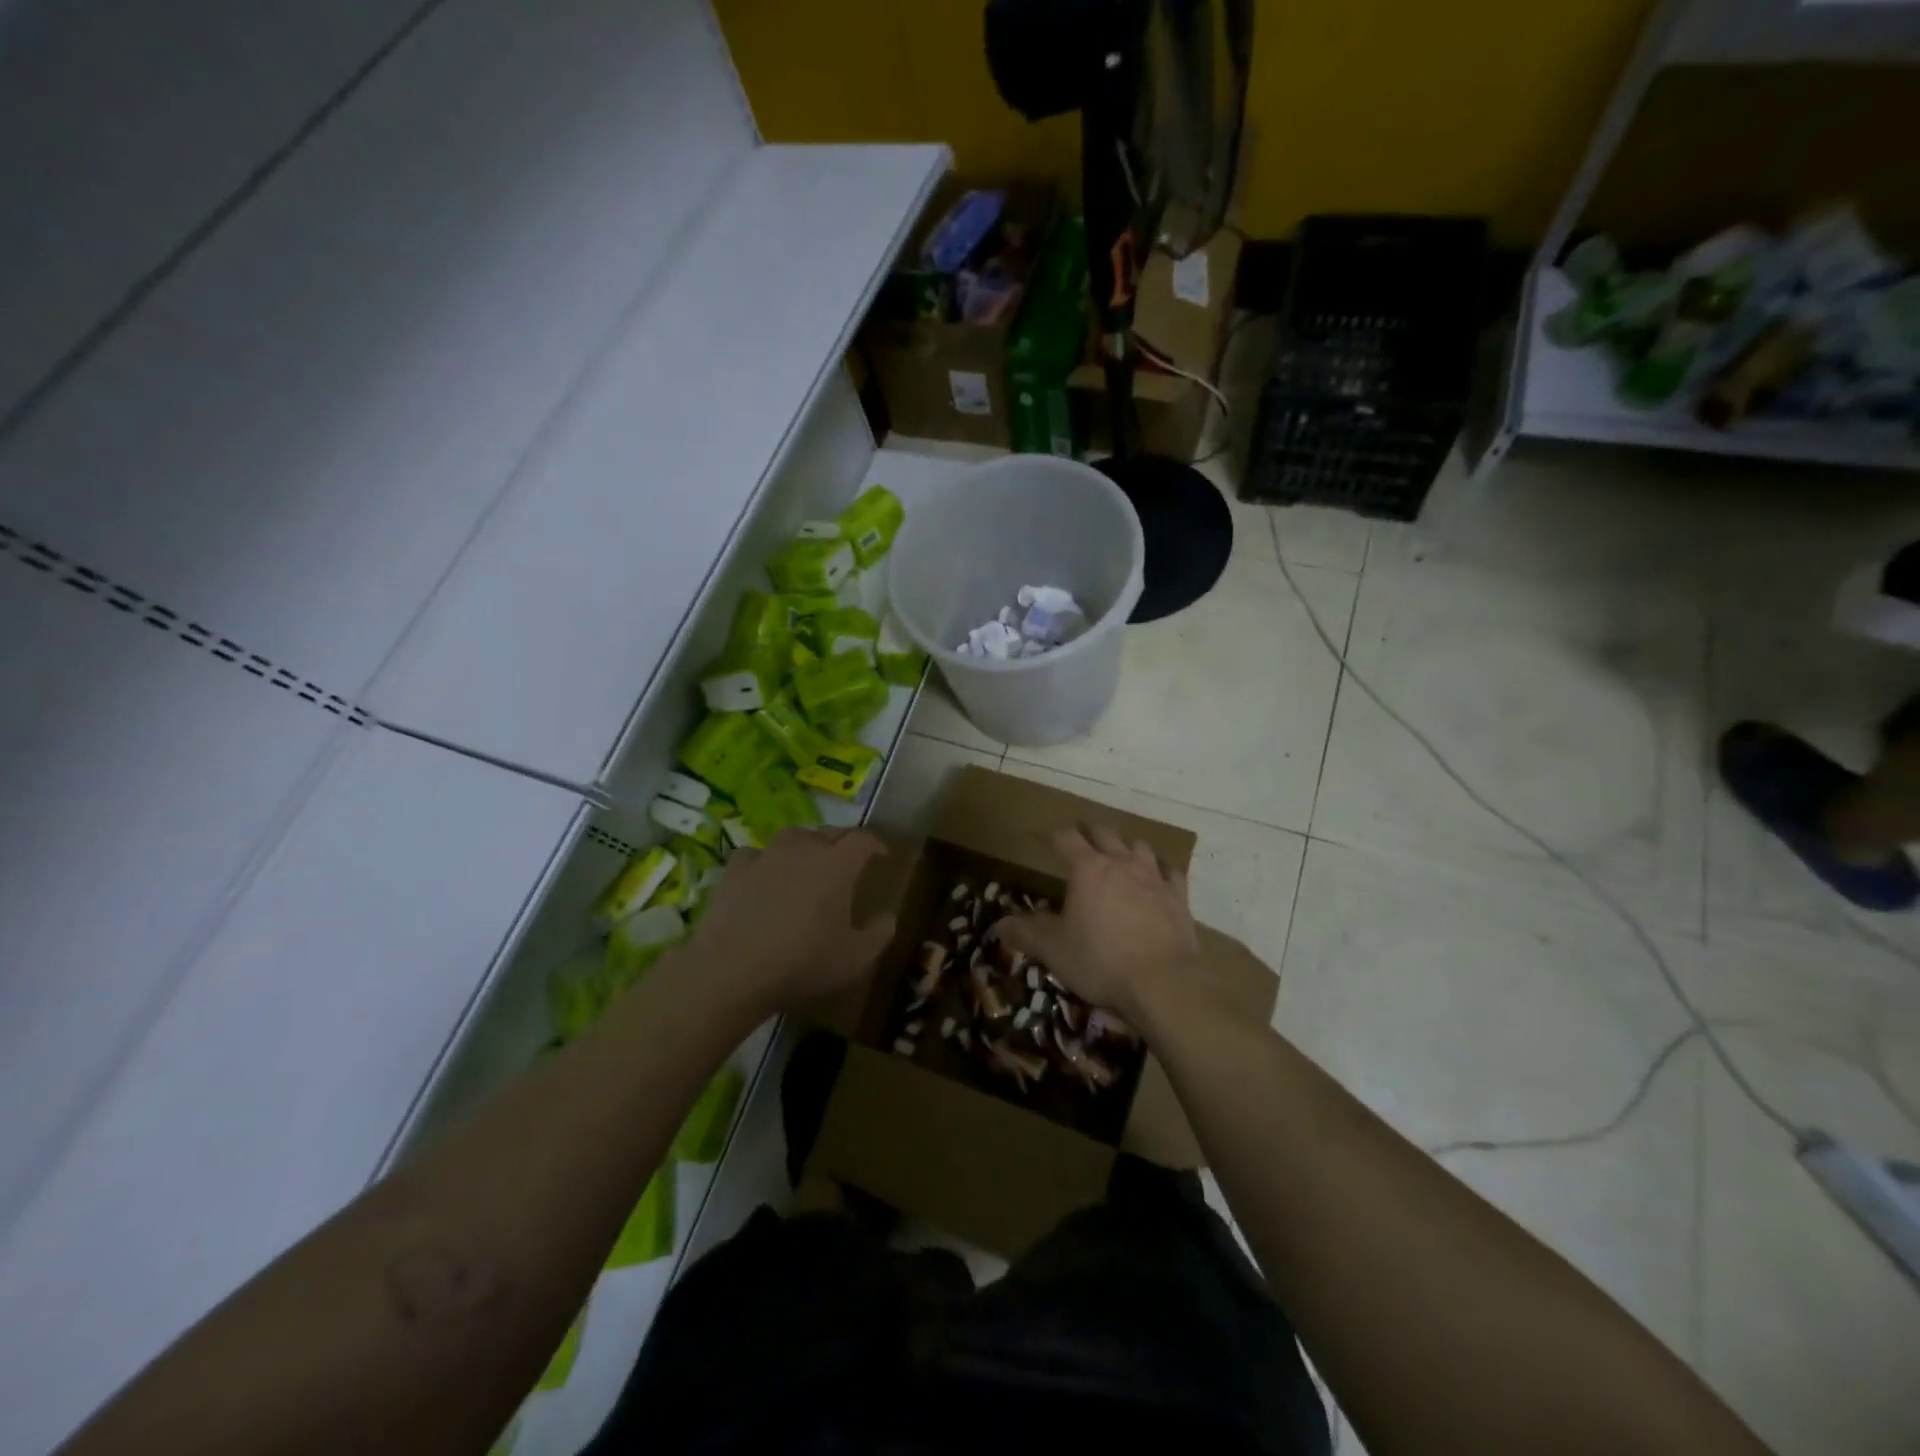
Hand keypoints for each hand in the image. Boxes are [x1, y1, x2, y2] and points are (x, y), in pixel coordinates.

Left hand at [688, 828, 896, 1016]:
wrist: (732, 970)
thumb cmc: (802, 963)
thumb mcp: (855, 960)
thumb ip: (878, 935)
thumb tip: (889, 917)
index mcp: (837, 865)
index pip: (863, 840)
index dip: (875, 844)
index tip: (881, 855)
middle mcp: (803, 849)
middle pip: (828, 832)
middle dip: (842, 842)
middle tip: (847, 860)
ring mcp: (765, 856)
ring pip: (791, 837)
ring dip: (804, 845)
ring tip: (806, 862)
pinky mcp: (734, 871)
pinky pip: (755, 855)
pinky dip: (764, 861)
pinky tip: (763, 875)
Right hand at [994, 825, 1200, 1025]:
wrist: (1163, 983)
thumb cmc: (1100, 961)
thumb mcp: (1053, 950)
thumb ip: (1025, 933)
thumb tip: (998, 924)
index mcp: (1087, 869)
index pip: (1067, 838)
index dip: (1055, 836)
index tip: (1047, 838)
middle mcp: (1121, 863)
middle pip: (1105, 833)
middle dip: (1091, 831)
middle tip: (1082, 836)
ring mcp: (1154, 878)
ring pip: (1139, 846)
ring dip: (1126, 846)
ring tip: (1120, 853)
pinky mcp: (1178, 897)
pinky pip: (1170, 872)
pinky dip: (1161, 869)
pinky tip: (1158, 877)